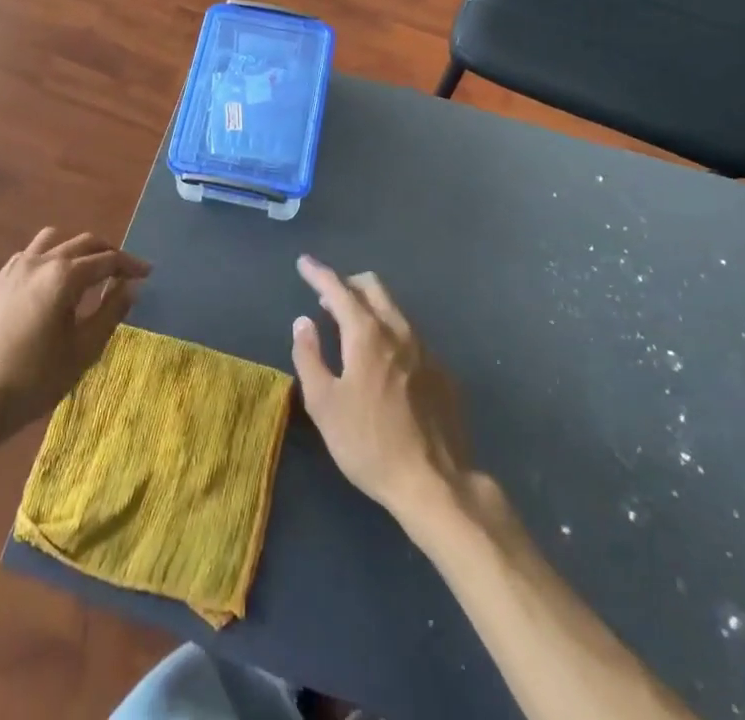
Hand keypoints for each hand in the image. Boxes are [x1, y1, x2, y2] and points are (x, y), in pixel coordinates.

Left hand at [0, 228, 149, 463]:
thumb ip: (110, 312)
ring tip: (88, 274)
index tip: (147, 273)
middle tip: (123, 273)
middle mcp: (39, 261)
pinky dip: (50, 259)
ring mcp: (13, 268)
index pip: (106, 259)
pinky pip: (30, 256)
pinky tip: (52, 287)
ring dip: (76, 250)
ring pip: (54, 241)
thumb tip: (130, 286)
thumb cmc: (32, 381)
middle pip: (82, 243)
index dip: (130, 265)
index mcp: (63, 275)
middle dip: (106, 254)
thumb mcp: (82, 351)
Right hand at [291, 254, 475, 527]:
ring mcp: (425, 349)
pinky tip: (384, 360)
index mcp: (367, 334)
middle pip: (373, 287)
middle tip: (327, 297)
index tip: (304, 262)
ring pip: (394, 309)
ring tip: (351, 326)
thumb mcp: (324, 405)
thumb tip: (303, 322)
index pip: (338, 289)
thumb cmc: (369, 444)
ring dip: (370, 306)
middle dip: (347, 283)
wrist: (435, 482)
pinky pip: (410, 335)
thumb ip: (309, 356)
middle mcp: (399, 331)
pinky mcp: (442, 371)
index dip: (318, 273)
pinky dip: (390, 332)